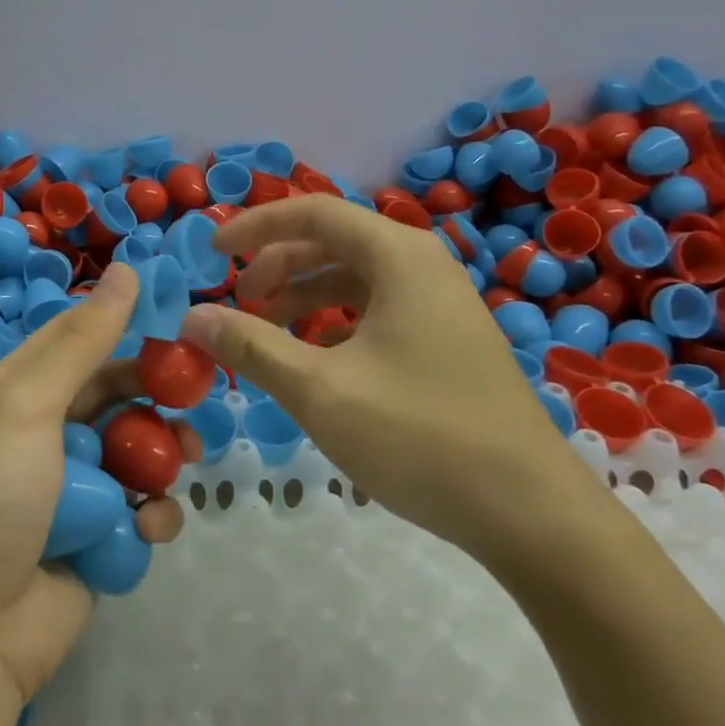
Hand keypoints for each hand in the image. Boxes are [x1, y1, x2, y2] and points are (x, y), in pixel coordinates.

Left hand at [0, 263, 202, 703]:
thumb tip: (126, 269)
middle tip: (197, 391)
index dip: (123, 322)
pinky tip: (150, 526)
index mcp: (15, 394)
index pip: (76, 339)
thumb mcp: (28, 409)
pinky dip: (152, 515)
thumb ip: (81, 342)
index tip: (176, 315)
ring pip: (135, 451)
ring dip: (162, 452)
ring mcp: (73, 490)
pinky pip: (139, 510)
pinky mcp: (98, 539)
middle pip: (114, 394)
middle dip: (154, 393)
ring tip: (185, 456)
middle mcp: (43, 435)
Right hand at [179, 195, 607, 568]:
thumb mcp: (320, 391)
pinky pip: (377, 310)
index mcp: (399, 257)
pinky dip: (335, 322)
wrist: (531, 513)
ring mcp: (440, 304)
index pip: (313, 212)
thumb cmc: (420, 436)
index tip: (214, 251)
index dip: (256, 226)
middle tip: (238, 301)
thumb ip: (251, 347)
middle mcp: (423, 266)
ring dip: (303, 296)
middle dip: (277, 265)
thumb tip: (193, 317)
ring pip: (355, 279)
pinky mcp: (447, 341)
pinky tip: (314, 360)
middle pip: (333, 242)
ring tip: (265, 330)